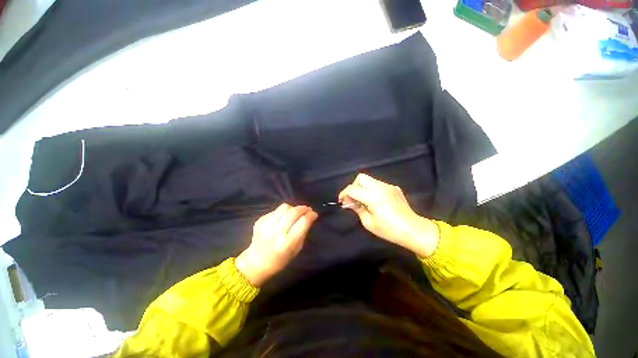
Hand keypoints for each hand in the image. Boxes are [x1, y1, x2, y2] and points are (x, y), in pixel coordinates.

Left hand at [236, 204, 317, 286]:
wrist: (256, 262)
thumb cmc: (280, 260)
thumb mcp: (296, 250)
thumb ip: (303, 233)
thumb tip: (310, 218)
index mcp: (288, 242)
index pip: (303, 222)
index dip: (311, 215)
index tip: (314, 214)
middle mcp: (278, 232)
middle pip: (294, 212)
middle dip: (303, 208)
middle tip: (308, 209)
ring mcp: (267, 225)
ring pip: (284, 207)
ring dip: (293, 208)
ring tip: (295, 212)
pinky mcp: (260, 221)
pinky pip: (275, 210)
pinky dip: (282, 212)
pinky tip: (283, 217)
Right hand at [338, 174, 438, 257]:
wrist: (414, 230)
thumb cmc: (389, 230)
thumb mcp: (369, 223)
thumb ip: (357, 209)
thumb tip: (350, 203)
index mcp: (373, 197)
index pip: (353, 189)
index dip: (344, 194)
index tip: (341, 201)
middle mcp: (380, 187)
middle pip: (361, 178)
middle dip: (353, 186)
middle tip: (353, 198)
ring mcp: (388, 186)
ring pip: (369, 180)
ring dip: (362, 187)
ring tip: (363, 200)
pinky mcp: (394, 188)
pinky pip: (378, 184)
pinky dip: (372, 189)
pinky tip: (375, 201)